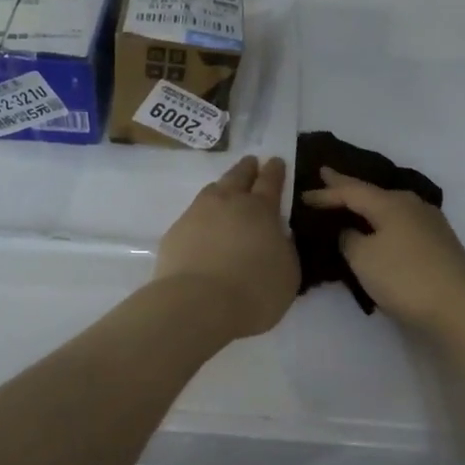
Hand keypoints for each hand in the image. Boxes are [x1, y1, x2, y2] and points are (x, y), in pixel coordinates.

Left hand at [154, 155, 298, 338]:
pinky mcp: (175, 232)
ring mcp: (197, 214)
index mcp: (261, 209)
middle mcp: (228, 202)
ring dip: (223, 186)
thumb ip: (285, 249)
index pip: (270, 181)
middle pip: (238, 176)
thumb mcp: (288, 273)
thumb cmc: (254, 290)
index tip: (276, 160)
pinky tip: (203, 226)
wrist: (198, 304)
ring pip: (212, 190)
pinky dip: (202, 215)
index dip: (275, 170)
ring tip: (226, 189)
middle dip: (247, 168)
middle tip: (252, 163)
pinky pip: (192, 214)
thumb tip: (279, 236)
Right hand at [300, 168, 464, 333]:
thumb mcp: (363, 258)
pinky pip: (400, 223)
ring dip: (367, 206)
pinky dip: (382, 222)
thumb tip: (351, 231)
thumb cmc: (405, 277)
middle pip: (372, 193)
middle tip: (326, 178)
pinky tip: (378, 228)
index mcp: (390, 202)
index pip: (350, 191)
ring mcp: (429, 223)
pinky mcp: (438, 243)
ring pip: (389, 207)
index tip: (302, 193)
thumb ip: (349, 239)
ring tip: (349, 203)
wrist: (461, 308)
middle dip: (347, 188)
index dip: (325, 192)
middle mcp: (411, 205)